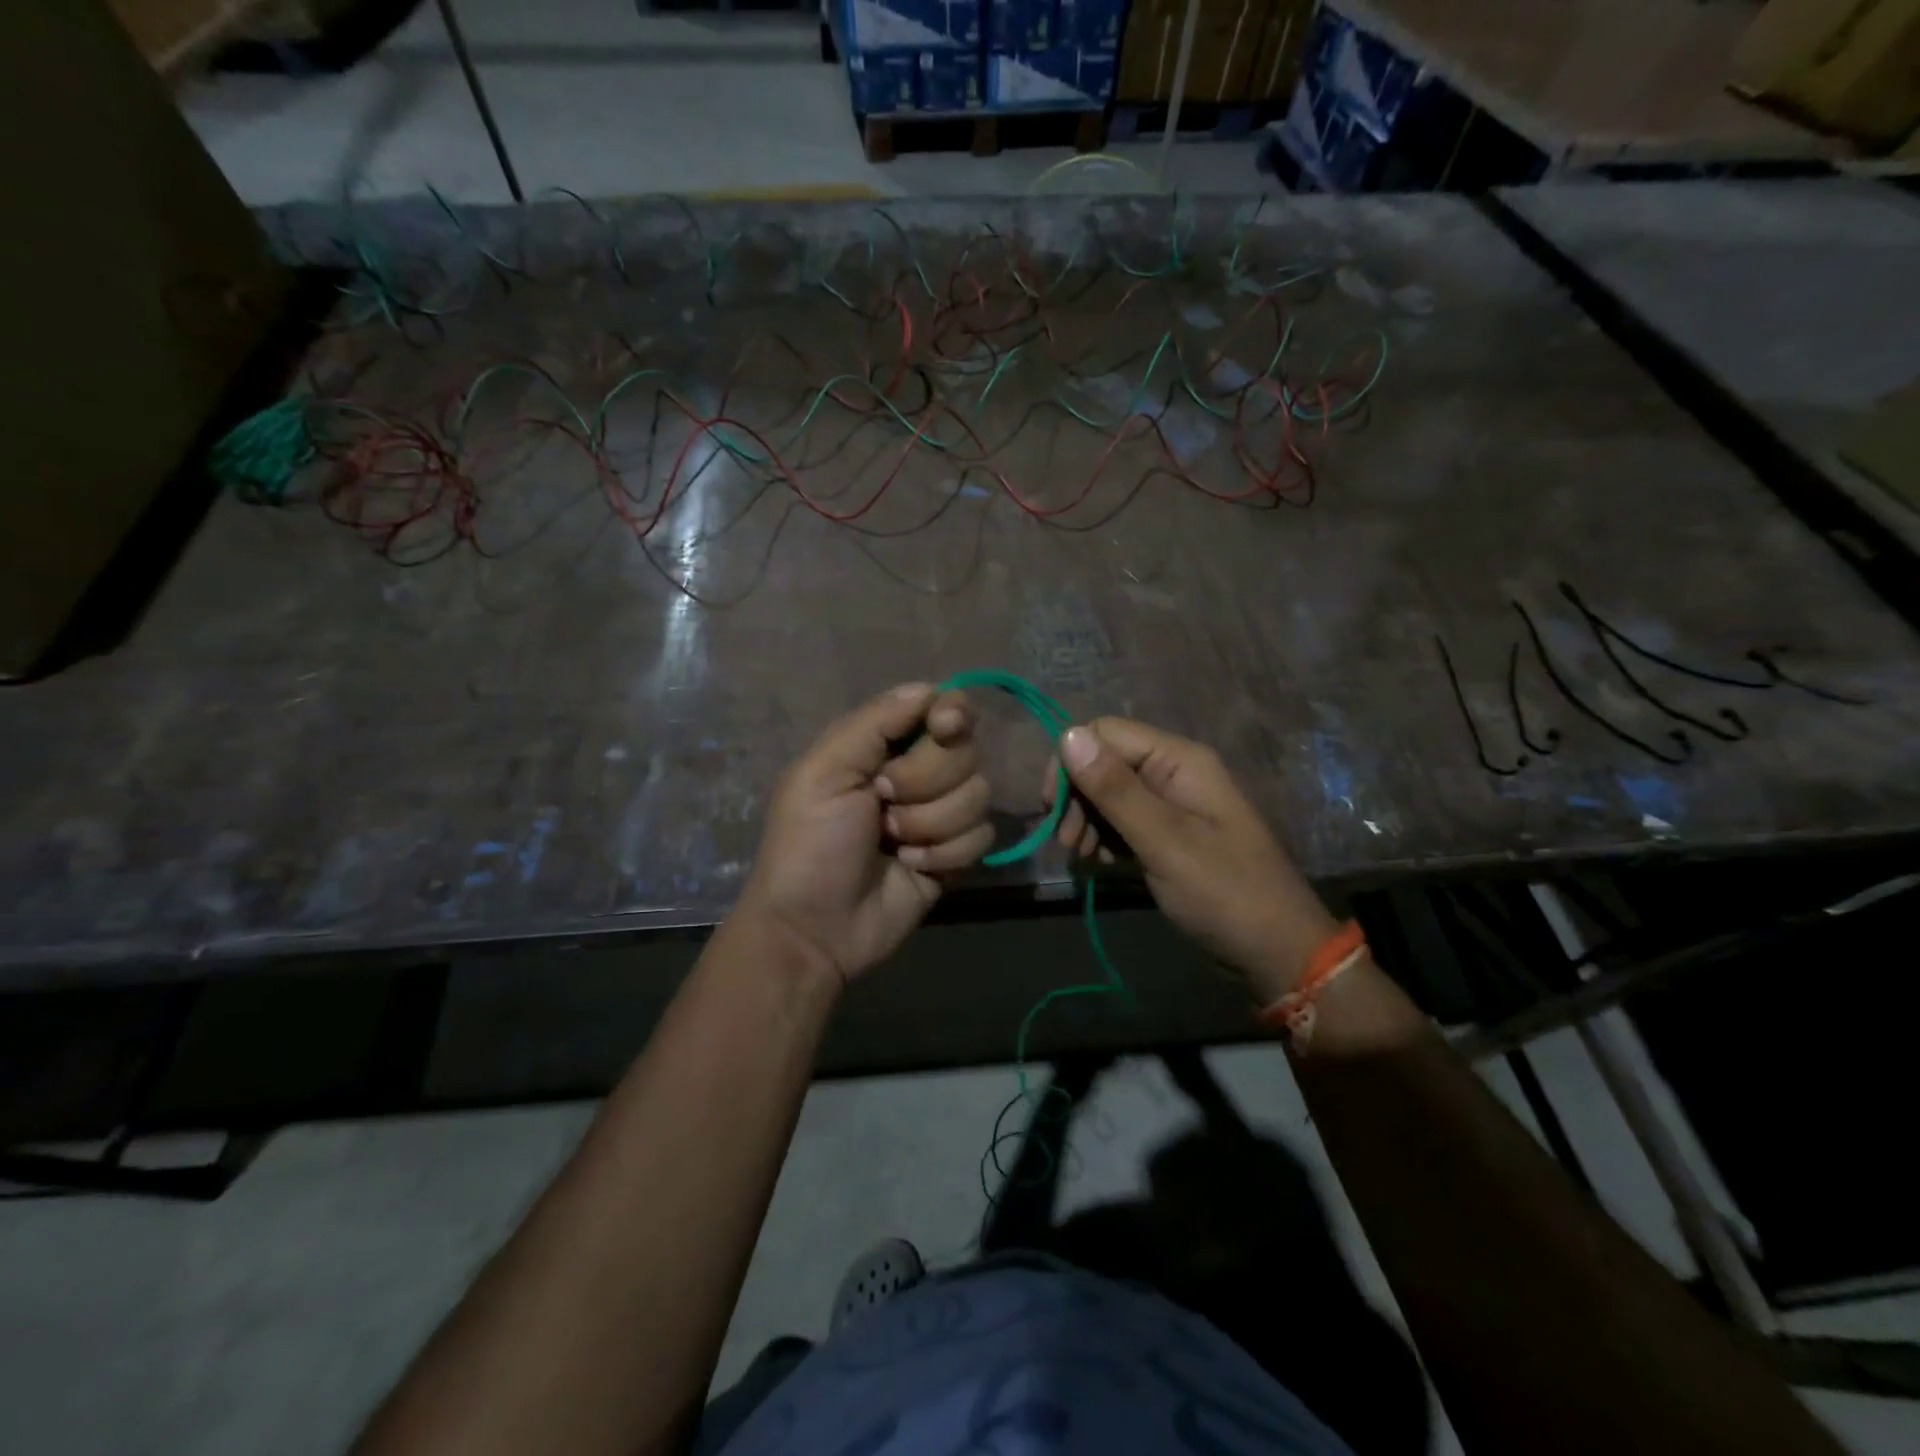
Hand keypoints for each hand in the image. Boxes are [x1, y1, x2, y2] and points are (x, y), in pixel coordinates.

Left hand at [737, 683, 992, 988]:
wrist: (815, 928)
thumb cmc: (809, 844)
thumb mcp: (824, 772)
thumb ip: (875, 722)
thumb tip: (932, 689)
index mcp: (883, 745)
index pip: (942, 708)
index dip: (951, 714)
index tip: (944, 728)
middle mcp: (919, 772)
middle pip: (965, 751)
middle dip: (924, 781)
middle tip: (881, 803)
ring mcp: (941, 814)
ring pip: (978, 794)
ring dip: (931, 823)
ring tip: (891, 843)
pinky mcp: (956, 854)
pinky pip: (982, 836)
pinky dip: (945, 853)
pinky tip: (912, 867)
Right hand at [1045, 718, 1337, 1000]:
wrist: (1276, 952)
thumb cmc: (1224, 893)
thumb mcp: (1164, 841)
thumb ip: (1115, 789)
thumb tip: (1067, 735)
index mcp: (1179, 760)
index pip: (1105, 733)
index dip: (1071, 763)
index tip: (1053, 809)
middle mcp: (1174, 772)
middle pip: (1105, 762)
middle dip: (1078, 797)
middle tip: (1068, 843)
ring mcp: (1173, 804)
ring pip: (1109, 793)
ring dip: (1087, 820)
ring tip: (1082, 857)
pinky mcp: (1169, 834)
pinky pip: (1124, 820)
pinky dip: (1105, 838)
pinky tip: (1101, 864)